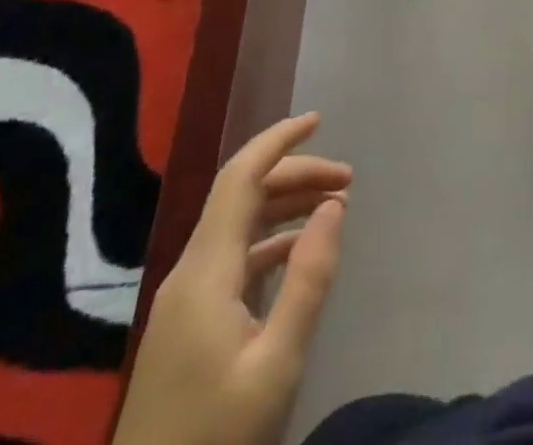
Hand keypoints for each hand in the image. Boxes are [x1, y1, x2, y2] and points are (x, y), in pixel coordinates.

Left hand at [114, 113, 350, 444]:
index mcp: (205, 272)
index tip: (319, 120)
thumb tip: (333, 205)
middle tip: (347, 181)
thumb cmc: (216, 440)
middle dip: (295, 175)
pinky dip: (271, 241)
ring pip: (237, 226)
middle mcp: (189, 273)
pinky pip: (232, 258)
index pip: (239, 178)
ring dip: (285, 206)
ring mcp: (185, 301)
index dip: (277, 141)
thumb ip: (308, 279)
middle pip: (241, 197)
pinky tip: (300, 254)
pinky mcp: (187, 326)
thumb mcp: (276, 364)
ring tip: (334, 208)